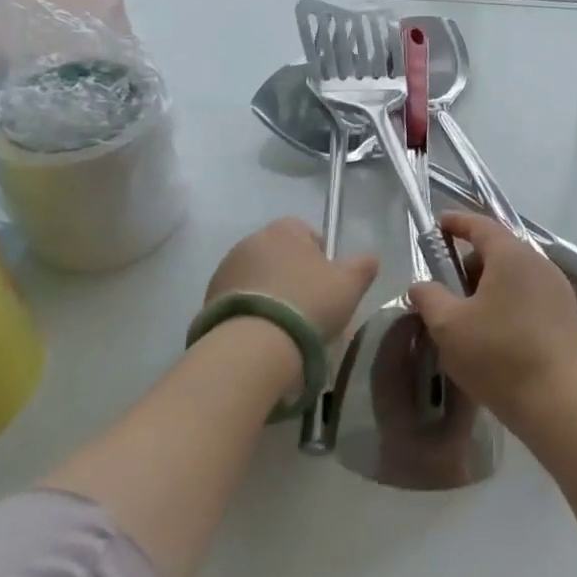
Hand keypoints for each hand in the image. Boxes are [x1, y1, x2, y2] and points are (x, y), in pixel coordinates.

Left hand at [205, 217, 376, 344]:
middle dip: (294, 275)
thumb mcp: (350, 283)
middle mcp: (251, 240)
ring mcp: (225, 270)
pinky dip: (252, 312)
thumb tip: (369, 259)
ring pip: (258, 278)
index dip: (322, 257)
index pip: (307, 233)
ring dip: (271, 293)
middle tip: (311, 306)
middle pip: (281, 255)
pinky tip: (265, 335)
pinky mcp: (207, 300)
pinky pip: (240, 301)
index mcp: (284, 229)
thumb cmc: (309, 303)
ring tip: (286, 325)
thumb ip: (364, 265)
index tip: (329, 284)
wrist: (254, 346)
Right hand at [406, 211, 576, 425]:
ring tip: (470, 316)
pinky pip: (531, 296)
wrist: (561, 401)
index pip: (481, 225)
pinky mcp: (567, 316)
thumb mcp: (449, 327)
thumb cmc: (499, 355)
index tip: (440, 224)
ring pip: (516, 275)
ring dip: (490, 286)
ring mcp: (558, 289)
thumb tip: (420, 286)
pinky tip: (497, 334)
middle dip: (471, 262)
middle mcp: (539, 263)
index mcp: (511, 255)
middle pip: (500, 250)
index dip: (458, 222)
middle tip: (448, 286)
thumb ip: (429, 299)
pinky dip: (509, 303)